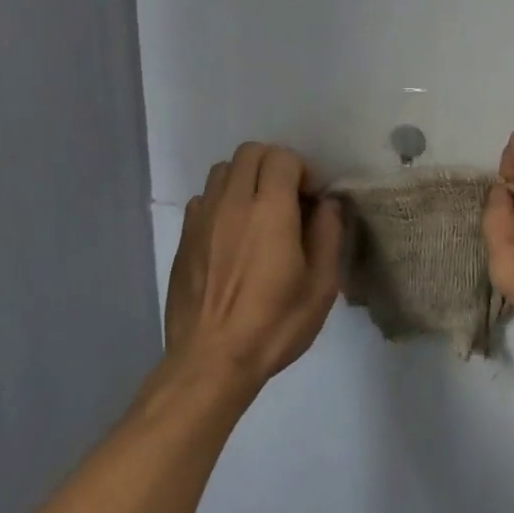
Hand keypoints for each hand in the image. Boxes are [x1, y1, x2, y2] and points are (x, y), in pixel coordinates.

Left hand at [165, 143, 342, 385]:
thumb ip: (329, 235)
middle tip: (289, 200)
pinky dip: (223, 201)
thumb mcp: (321, 286)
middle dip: (274, 166)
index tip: (311, 200)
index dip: (303, 171)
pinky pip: (204, 197)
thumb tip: (328, 204)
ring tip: (259, 213)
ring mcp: (202, 218)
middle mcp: (232, 203)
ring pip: (223, 170)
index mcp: (270, 211)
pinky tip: (233, 235)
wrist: (211, 359)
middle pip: (250, 153)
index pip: (282, 158)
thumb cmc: (274, 324)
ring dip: (246, 179)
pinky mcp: (184, 237)